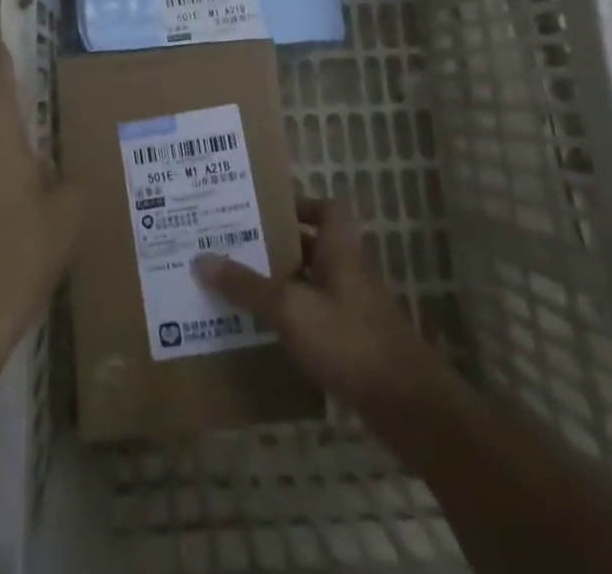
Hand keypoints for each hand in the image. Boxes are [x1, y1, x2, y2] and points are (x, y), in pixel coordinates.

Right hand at [193, 198, 453, 413]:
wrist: (410, 407)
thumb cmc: (349, 340)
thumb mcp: (290, 309)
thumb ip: (247, 286)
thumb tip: (201, 258)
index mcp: (339, 249)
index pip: (327, 209)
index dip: (300, 204)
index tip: (265, 210)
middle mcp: (348, 271)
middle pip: (311, 246)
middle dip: (276, 246)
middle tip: (234, 245)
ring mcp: (353, 310)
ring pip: (311, 284)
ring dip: (281, 285)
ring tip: (238, 287)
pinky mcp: (354, 345)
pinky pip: (316, 319)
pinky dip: (292, 321)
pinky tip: (264, 333)